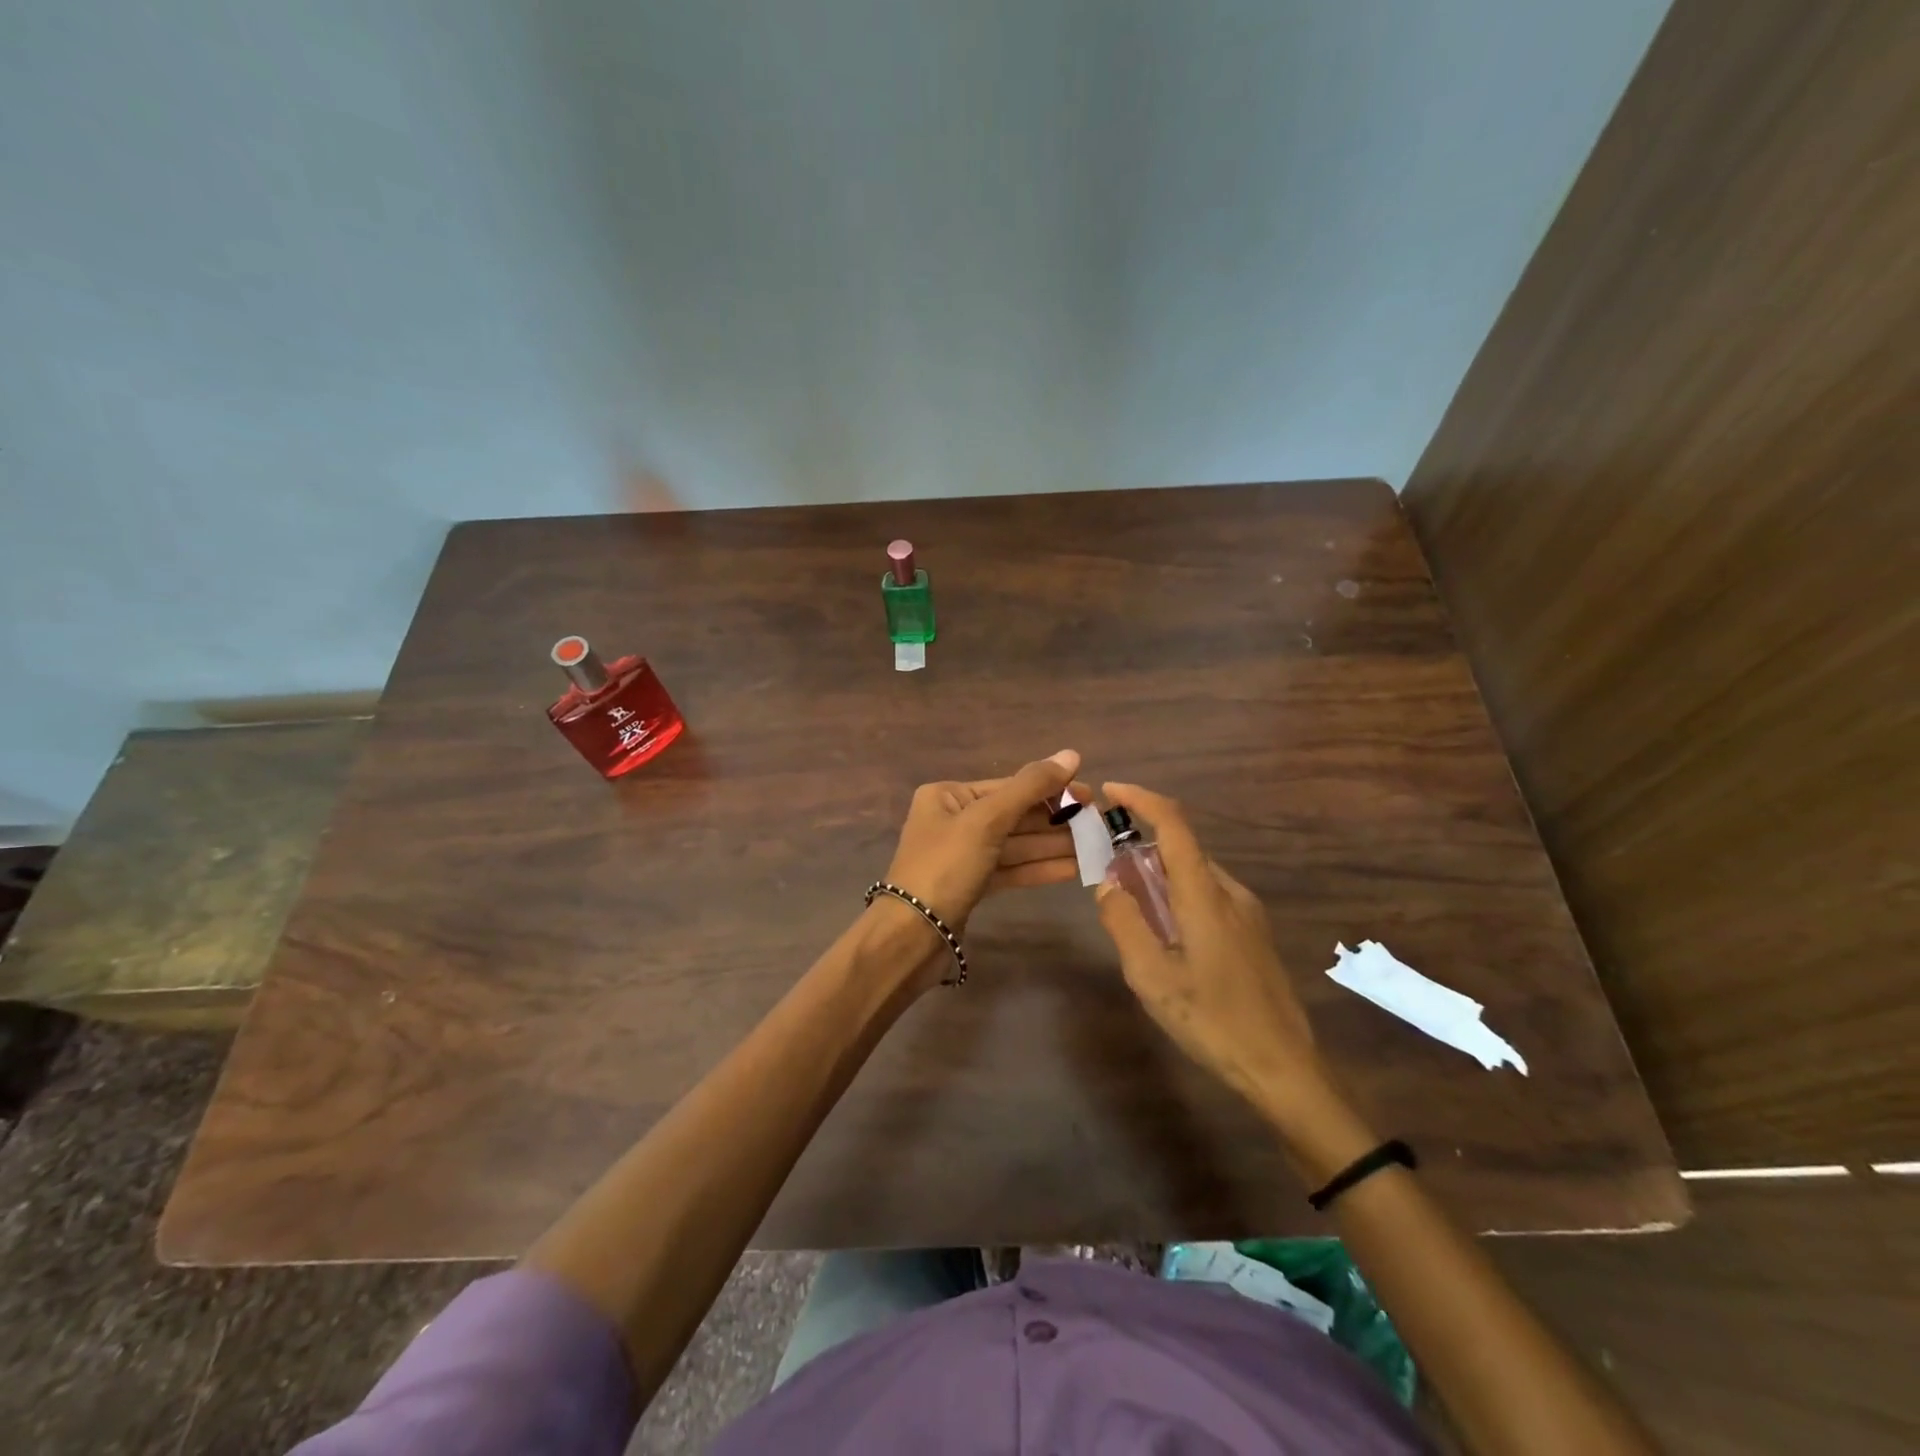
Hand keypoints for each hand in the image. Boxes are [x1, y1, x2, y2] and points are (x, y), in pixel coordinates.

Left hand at [882, 750, 1086, 934]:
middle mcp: (953, 820)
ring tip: (1094, 847)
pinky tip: (1074, 869)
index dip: (1051, 789)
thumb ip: (1030, 787)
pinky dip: (1039, 869)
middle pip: (1014, 815)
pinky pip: (1011, 869)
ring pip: (1016, 845)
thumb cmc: (945, 867)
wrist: (912, 936)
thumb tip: (1071, 754)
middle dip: (1055, 821)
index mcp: (947, 796)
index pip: (1008, 787)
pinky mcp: (971, 885)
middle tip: (1097, 824)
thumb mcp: (988, 820)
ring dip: (1054, 846)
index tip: (1090, 795)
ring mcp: (962, 855)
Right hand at [1094, 782, 1336, 1130]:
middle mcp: (1230, 893)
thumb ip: (1124, 923)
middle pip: (1182, 849)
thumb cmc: (1213, 1021)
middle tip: (1107, 871)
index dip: (1142, 799)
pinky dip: (1178, 895)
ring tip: (1130, 908)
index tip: (1110, 792)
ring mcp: (1248, 913)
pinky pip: (1209, 896)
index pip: (1175, 825)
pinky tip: (1165, 934)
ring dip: (1159, 875)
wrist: (1284, 1068)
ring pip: (1195, 875)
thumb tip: (1107, 885)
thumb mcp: (1151, 977)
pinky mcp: (1254, 934)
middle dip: (1142, 847)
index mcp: (1205, 895)